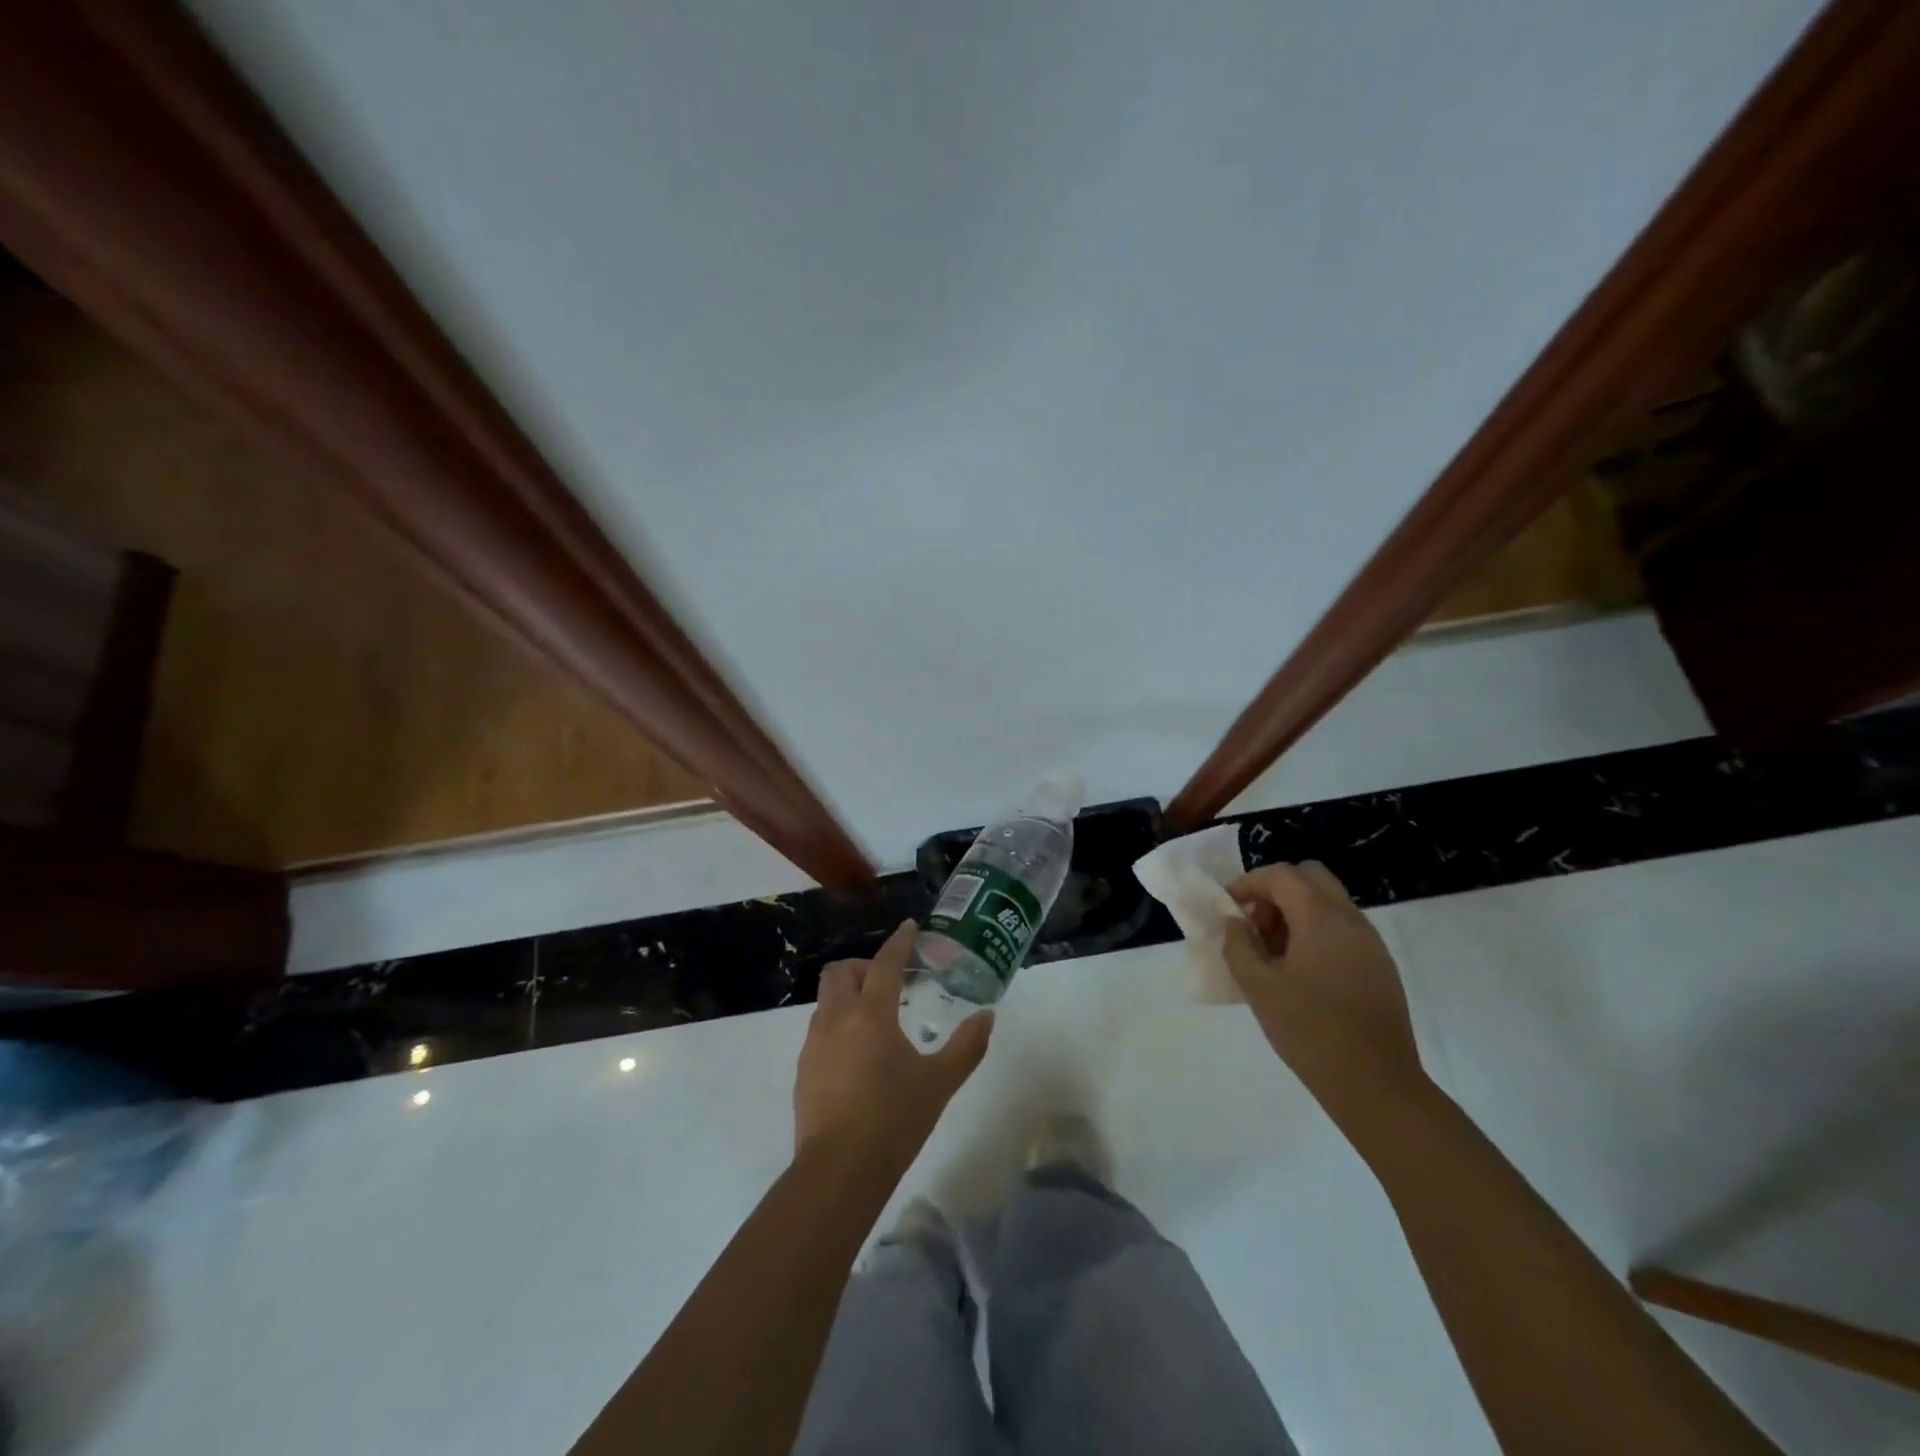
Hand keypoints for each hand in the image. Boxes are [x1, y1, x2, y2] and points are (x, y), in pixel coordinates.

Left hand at [794, 920, 993, 1160]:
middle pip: (841, 971)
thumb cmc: (894, 1120)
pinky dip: (838, 1023)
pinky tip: (858, 1053)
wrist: (839, 1171)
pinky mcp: (804, 1069)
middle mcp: (837, 1019)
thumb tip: (987, 1017)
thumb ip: (966, 1047)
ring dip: (849, 994)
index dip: (899, 942)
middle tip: (890, 981)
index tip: (909, 927)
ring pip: (827, 999)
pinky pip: (820, 1029)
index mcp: (871, 1014)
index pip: (885, 964)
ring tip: (876, 1018)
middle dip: (864, 966)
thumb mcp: (940, 1083)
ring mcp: (814, 1044)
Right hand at [1223, 861, 1427, 1133]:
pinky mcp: (1381, 965)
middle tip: (1255, 925)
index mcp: (1321, 918)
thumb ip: (1239, 945)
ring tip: (1273, 954)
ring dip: (1296, 912)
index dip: (1249, 883)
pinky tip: (1301, 973)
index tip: (1228, 908)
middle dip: (1276, 891)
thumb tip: (1235, 921)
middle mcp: (1351, 919)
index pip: (1281, 875)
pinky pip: (1343, 928)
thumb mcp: (1258, 987)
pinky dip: (1316, 931)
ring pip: (1328, 901)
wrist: (1376, 1085)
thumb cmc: (1310, 1031)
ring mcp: (1371, 942)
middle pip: (1310, 877)